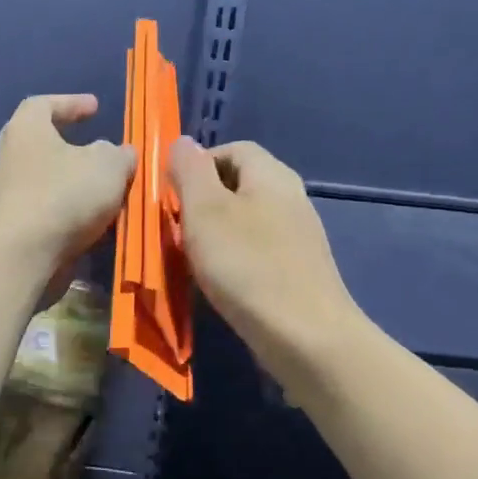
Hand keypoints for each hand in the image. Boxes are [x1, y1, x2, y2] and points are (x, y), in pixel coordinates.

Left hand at [0, 95, 135, 270]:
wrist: (25, 254)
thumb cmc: (64, 194)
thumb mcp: (108, 165)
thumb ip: (119, 155)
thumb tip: (119, 155)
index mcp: (28, 129)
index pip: (44, 104)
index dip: (71, 103)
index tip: (94, 107)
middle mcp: (15, 158)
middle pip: (49, 146)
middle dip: (80, 151)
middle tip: (106, 153)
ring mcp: (15, 196)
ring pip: (56, 184)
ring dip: (83, 188)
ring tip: (115, 194)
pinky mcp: (21, 228)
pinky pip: (56, 214)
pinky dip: (78, 216)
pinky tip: (103, 225)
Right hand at [170, 137, 359, 383]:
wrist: (305, 337)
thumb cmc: (247, 266)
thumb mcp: (206, 211)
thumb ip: (191, 171)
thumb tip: (183, 141)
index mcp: (271, 175)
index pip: (231, 149)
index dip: (197, 164)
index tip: (171, 195)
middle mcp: (290, 197)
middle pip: (238, 184)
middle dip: (202, 202)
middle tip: (176, 229)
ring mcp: (297, 235)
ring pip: (245, 220)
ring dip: (214, 233)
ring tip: (192, 258)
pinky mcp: (297, 269)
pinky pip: (256, 250)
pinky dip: (233, 258)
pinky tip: (220, 282)